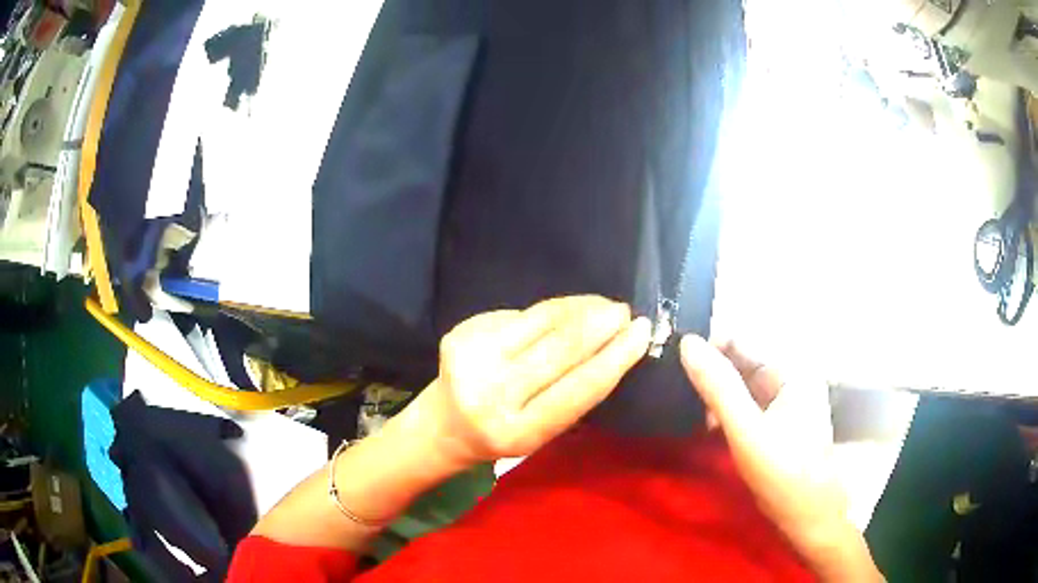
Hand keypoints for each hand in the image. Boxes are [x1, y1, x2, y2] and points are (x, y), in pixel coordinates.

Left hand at [395, 296, 651, 471]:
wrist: (442, 424)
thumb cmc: (502, 435)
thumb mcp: (541, 432)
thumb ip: (573, 395)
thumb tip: (614, 345)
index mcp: (518, 432)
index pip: (578, 389)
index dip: (616, 357)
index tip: (641, 332)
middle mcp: (491, 395)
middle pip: (561, 349)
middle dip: (601, 324)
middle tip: (625, 311)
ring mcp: (472, 359)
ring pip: (541, 321)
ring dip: (580, 308)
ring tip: (603, 305)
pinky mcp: (461, 332)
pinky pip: (520, 314)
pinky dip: (550, 312)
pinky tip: (563, 314)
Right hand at [680, 336, 876, 578]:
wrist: (806, 516)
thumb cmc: (783, 472)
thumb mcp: (747, 431)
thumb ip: (718, 387)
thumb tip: (687, 343)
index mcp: (792, 370)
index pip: (743, 342)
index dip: (709, 345)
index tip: (675, 357)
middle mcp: (790, 378)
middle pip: (742, 363)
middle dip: (710, 372)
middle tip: (675, 385)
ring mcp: (785, 402)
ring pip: (742, 385)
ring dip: (715, 394)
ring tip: (686, 406)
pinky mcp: (778, 423)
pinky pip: (747, 405)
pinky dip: (726, 411)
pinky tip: (706, 423)